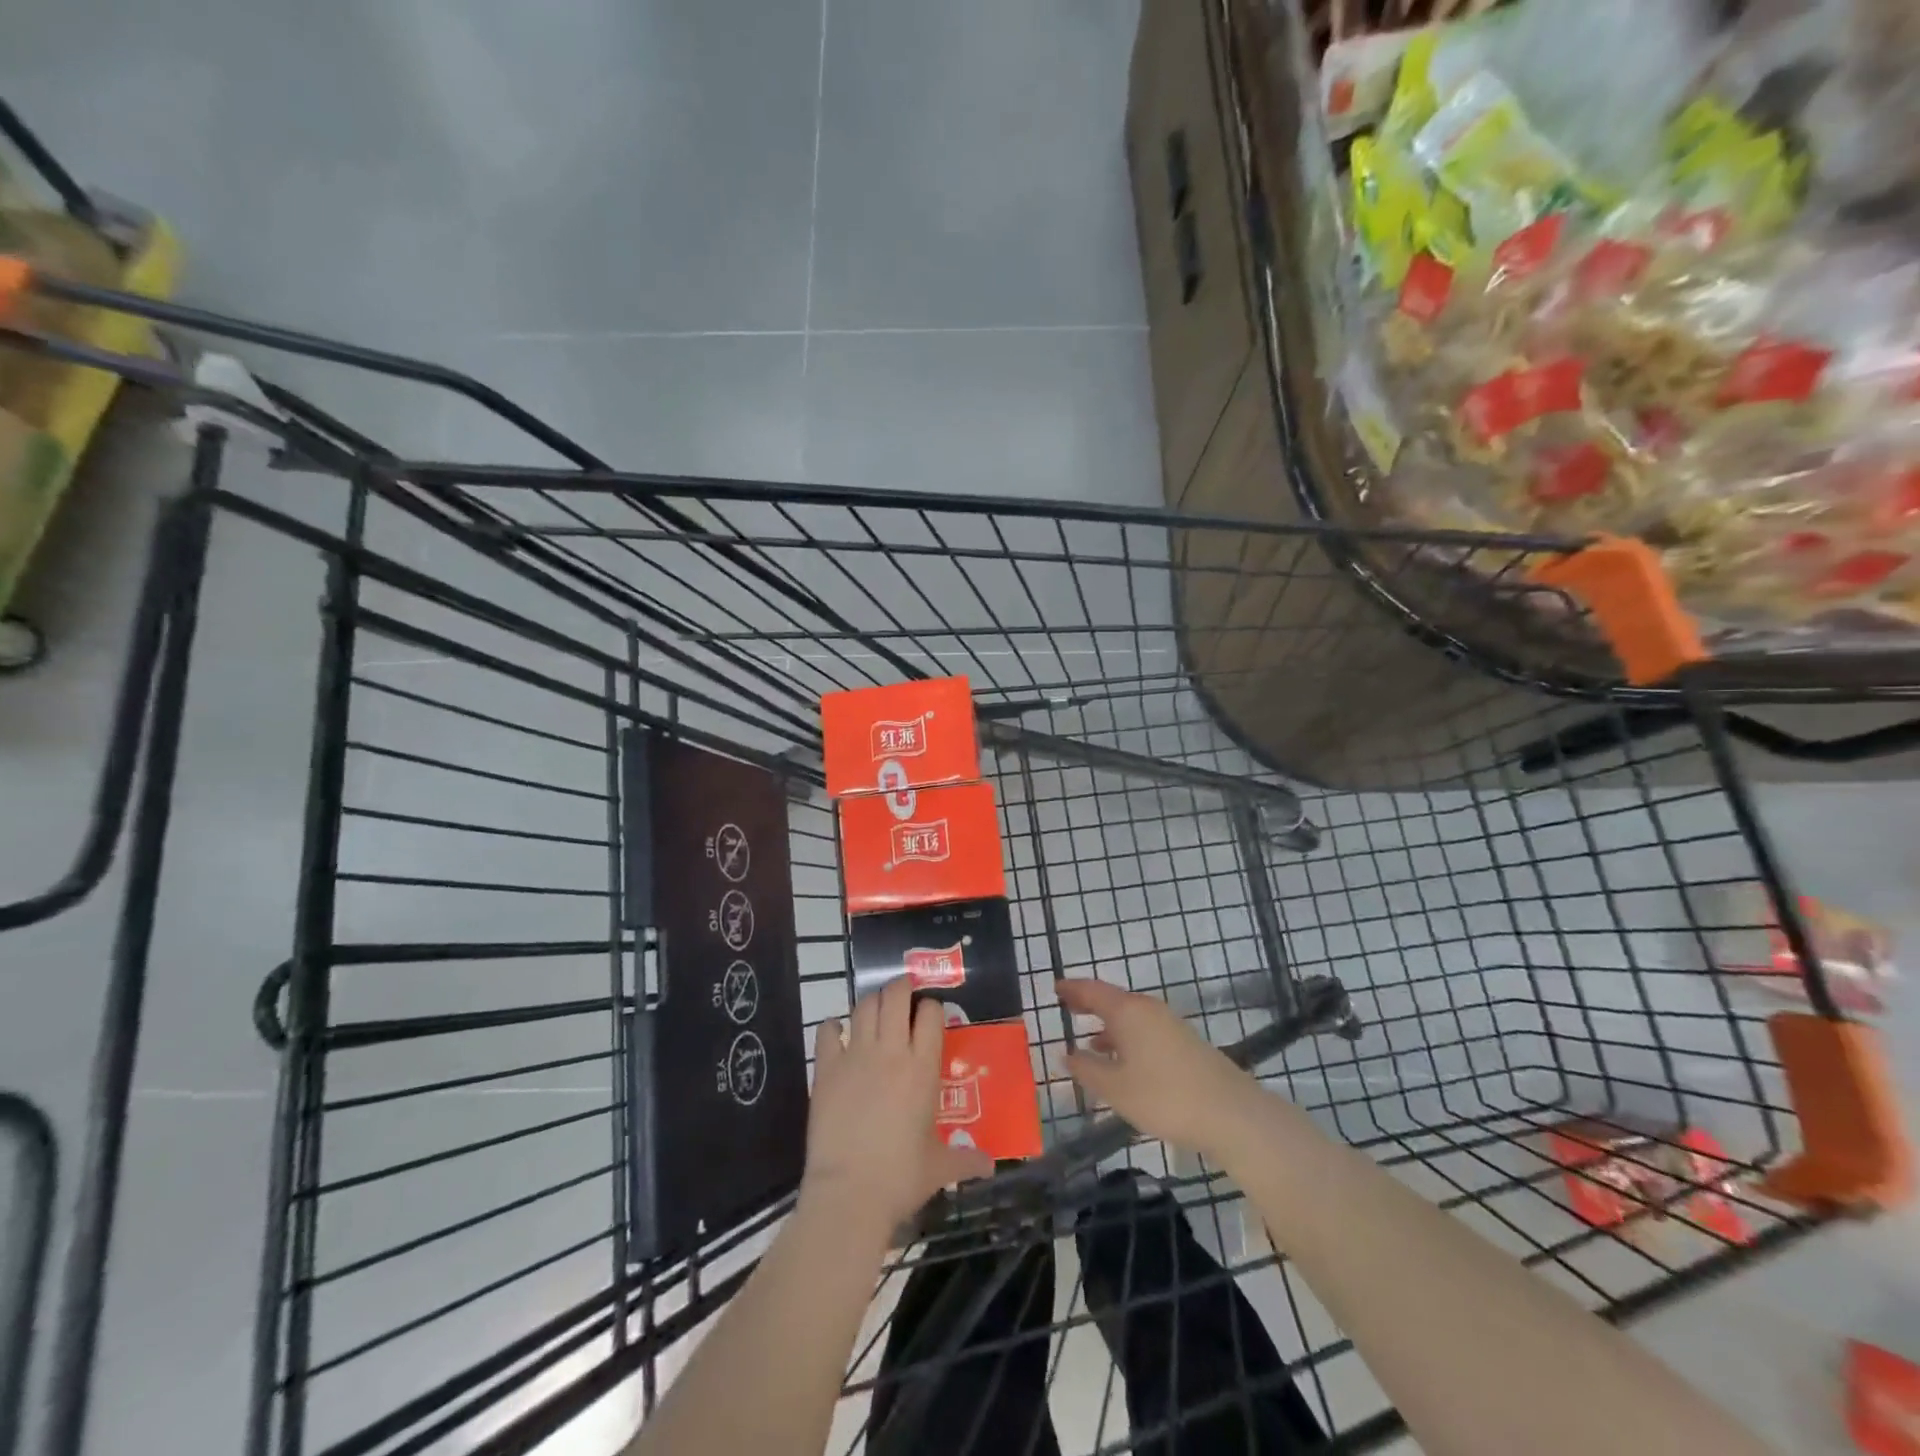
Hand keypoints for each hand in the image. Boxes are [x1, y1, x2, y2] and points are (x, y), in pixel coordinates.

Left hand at [802, 978, 993, 1235]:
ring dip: (871, 1002)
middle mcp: (891, 1052)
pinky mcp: (826, 1069)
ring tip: (875, 1011)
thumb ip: (966, 1159)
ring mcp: (856, 1056)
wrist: (849, 1194)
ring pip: (864, 1006)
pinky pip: (827, 1032)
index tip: (931, 1016)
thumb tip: (990, 1166)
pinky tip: (837, 1035)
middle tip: (903, 996)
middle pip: (895, 996)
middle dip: (901, 987)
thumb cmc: (900, 1178)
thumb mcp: (939, 1168)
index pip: (931, 1014)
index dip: (932, 1008)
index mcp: (923, 1068)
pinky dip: (833, 1027)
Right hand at [1057, 978, 1262, 1161]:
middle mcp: (1149, 1010)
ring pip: (1131, 1017)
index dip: (1072, 989)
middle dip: (1090, 1004)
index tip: (1055, 988)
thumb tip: (1067, 1054)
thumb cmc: (1164, 1097)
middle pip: (1113, 1000)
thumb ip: (1087, 1069)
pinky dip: (1127, 1038)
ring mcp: (1170, 1025)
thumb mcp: (1116, 1088)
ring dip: (1109, 1025)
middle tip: (1068, 1007)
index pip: (1092, 991)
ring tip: (1090, 1041)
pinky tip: (1124, 1062)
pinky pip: (1146, 1031)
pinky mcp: (1185, 1043)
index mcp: (1128, 1012)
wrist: (1231, 1114)